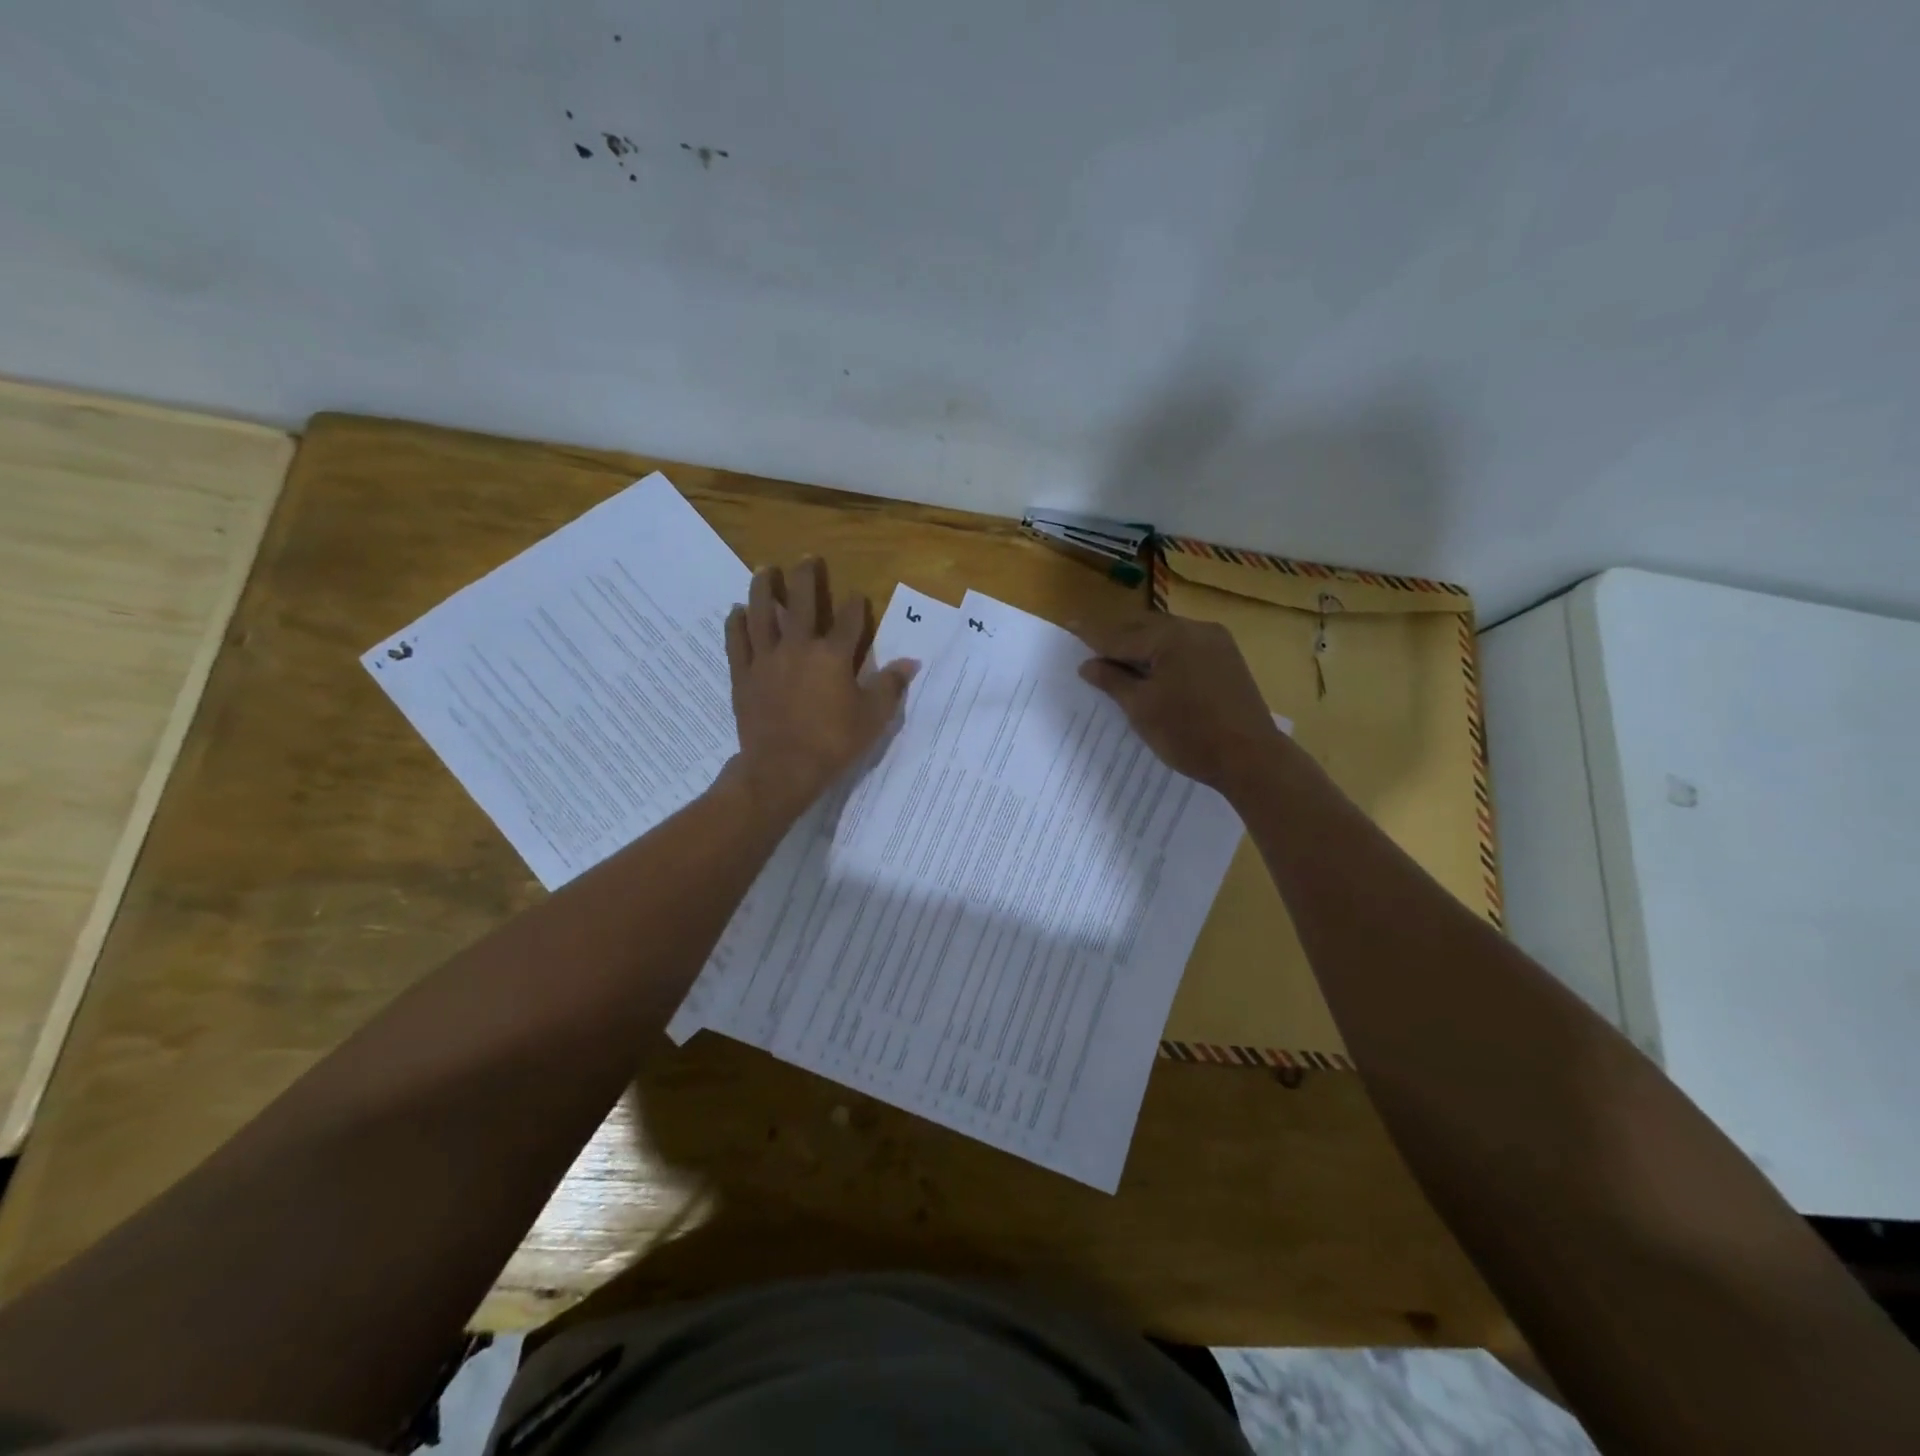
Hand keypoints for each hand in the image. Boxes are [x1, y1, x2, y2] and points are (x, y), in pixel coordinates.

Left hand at [721, 558, 916, 820]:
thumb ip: (891, 686)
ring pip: (762, 614)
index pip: (850, 620)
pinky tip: (737, 611)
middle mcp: (798, 647)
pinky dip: (736, 623)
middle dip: (805, 577)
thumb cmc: (833, 743)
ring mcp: (767, 659)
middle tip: (806, 558)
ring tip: (764, 569)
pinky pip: (737, 642)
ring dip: (763, 589)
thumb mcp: (872, 718)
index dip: (856, 606)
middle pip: (801, 602)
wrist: (782, 769)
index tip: (858, 597)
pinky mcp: (743, 675)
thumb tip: (911, 662)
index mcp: (833, 656)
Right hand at [1075, 613, 1284, 791]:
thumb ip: (1112, 681)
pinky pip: (1185, 645)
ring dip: (1140, 643)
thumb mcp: (1141, 709)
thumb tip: (1088, 664)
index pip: (1121, 635)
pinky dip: (1163, 651)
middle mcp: (1195, 629)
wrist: (1250, 758)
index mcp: (1170, 638)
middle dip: (1116, 635)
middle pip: (1144, 627)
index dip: (1092, 634)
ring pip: (1166, 634)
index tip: (1069, 626)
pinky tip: (1152, 665)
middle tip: (1089, 642)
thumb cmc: (1188, 734)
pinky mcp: (1227, 658)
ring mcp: (1216, 642)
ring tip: (1116, 655)